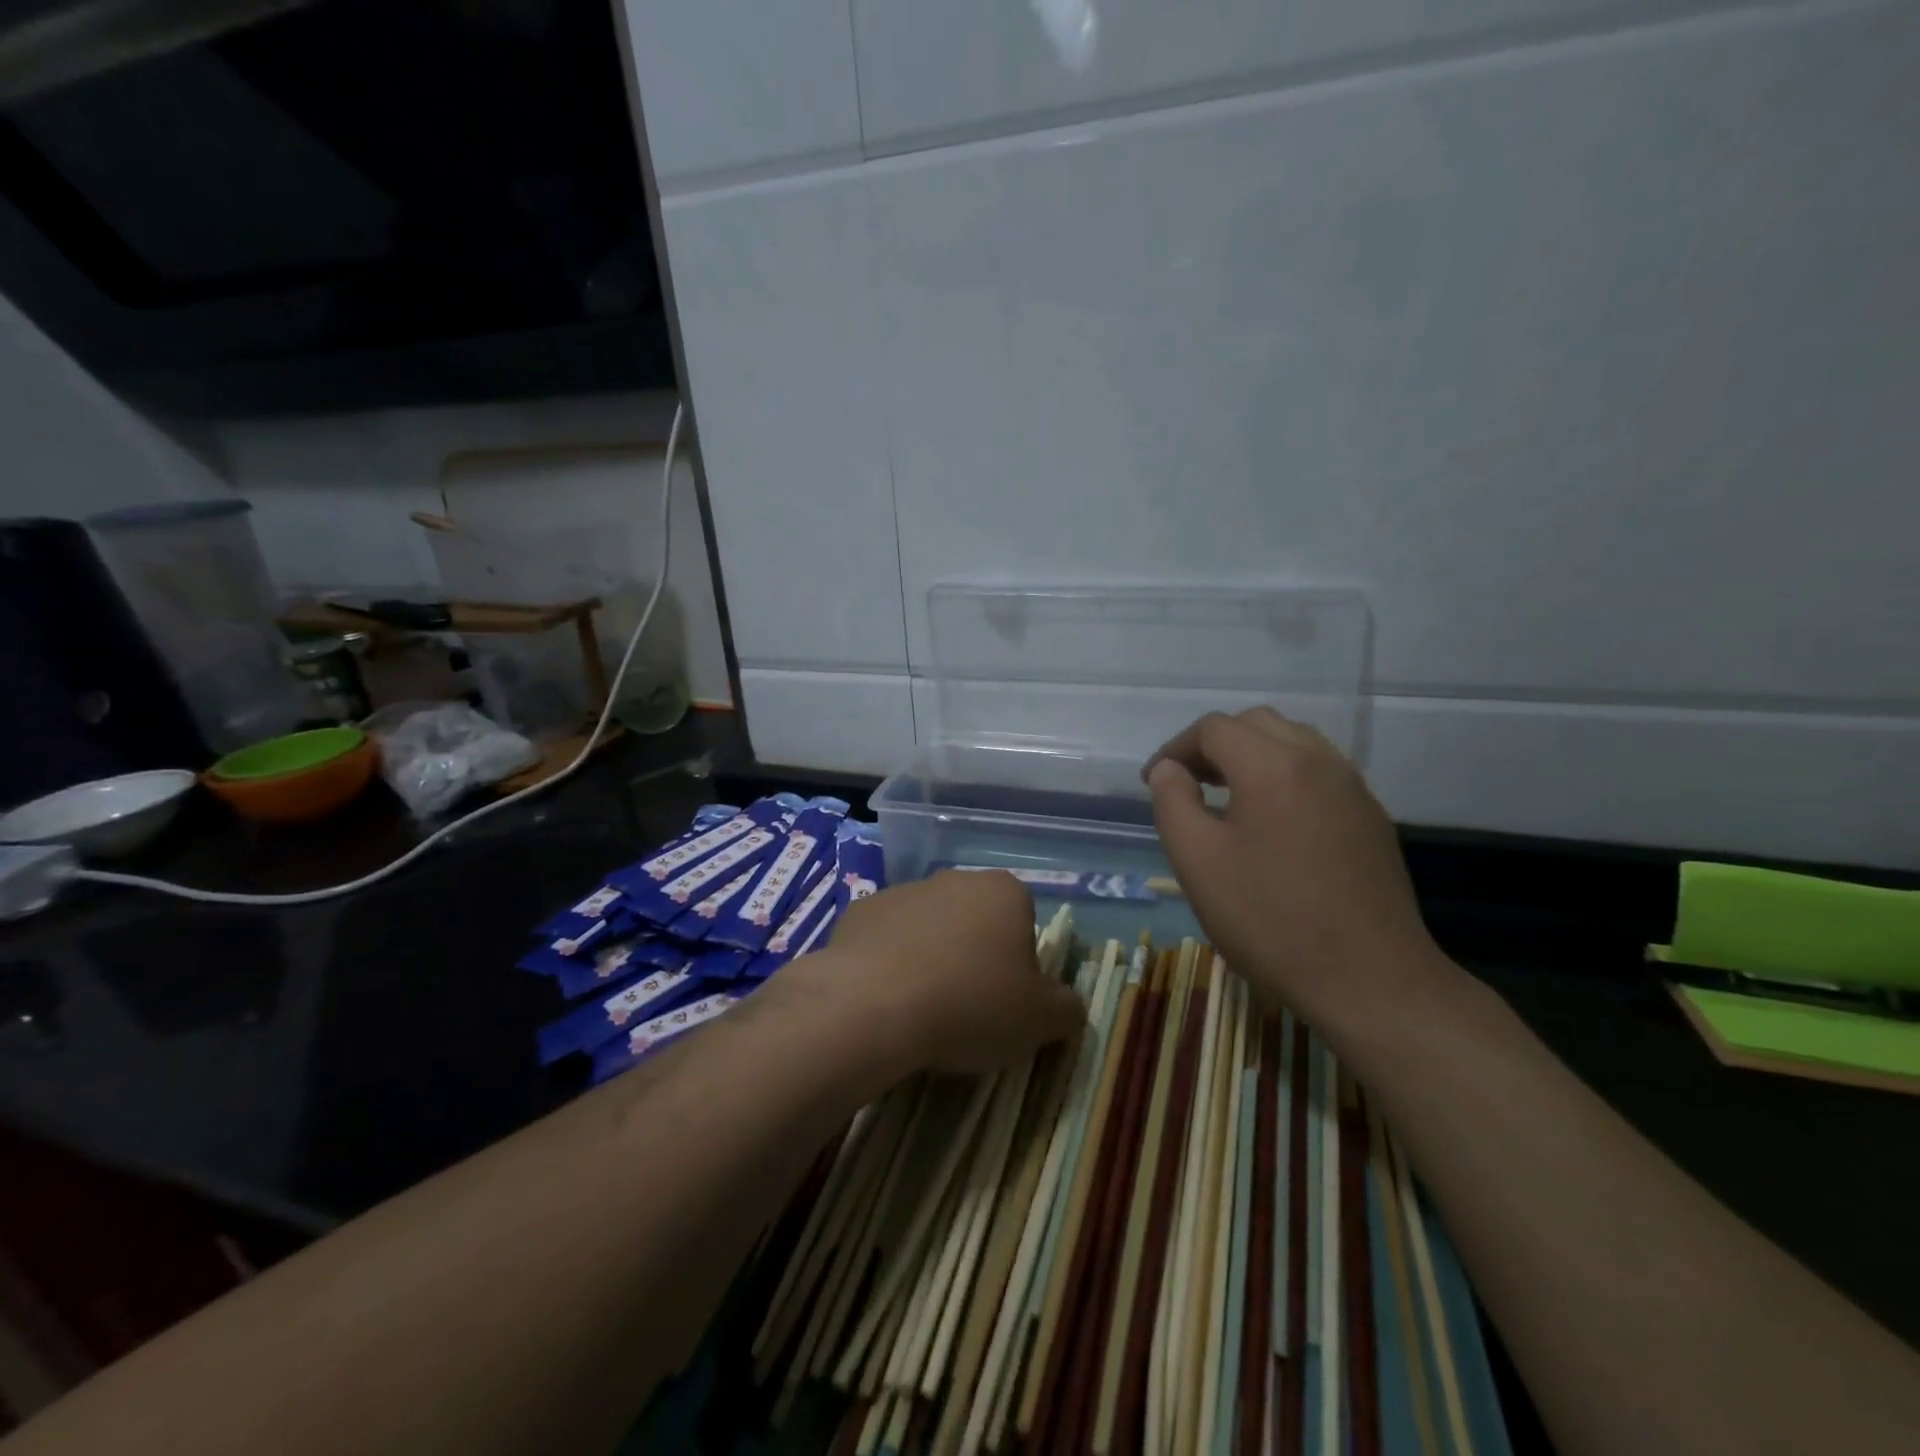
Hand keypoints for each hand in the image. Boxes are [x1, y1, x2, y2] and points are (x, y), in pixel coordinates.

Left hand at [806, 869, 1084, 1075]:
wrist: (872, 1005)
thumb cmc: (971, 1004)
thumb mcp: (1041, 1020)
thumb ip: (1067, 1008)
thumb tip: (1069, 1007)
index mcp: (1004, 892)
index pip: (1024, 922)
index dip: (1020, 964)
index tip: (1007, 1002)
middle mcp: (954, 880)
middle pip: (975, 921)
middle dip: (974, 957)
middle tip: (968, 1009)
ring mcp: (902, 892)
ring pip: (928, 929)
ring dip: (930, 959)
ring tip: (921, 1010)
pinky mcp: (859, 912)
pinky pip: (885, 941)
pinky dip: (888, 964)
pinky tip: (884, 1000)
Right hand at [1144, 708, 1454, 1030]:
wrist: (1370, 980)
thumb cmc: (1270, 920)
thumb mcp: (1198, 861)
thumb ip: (1172, 802)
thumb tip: (1169, 769)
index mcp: (1272, 766)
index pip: (1214, 729)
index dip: (1175, 748)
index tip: (1153, 782)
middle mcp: (1318, 761)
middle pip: (1257, 724)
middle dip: (1214, 744)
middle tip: (1187, 782)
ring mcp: (1353, 788)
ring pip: (1294, 742)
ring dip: (1252, 755)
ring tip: (1226, 795)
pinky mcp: (1371, 818)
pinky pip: (1320, 772)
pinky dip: (1285, 775)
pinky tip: (1272, 820)